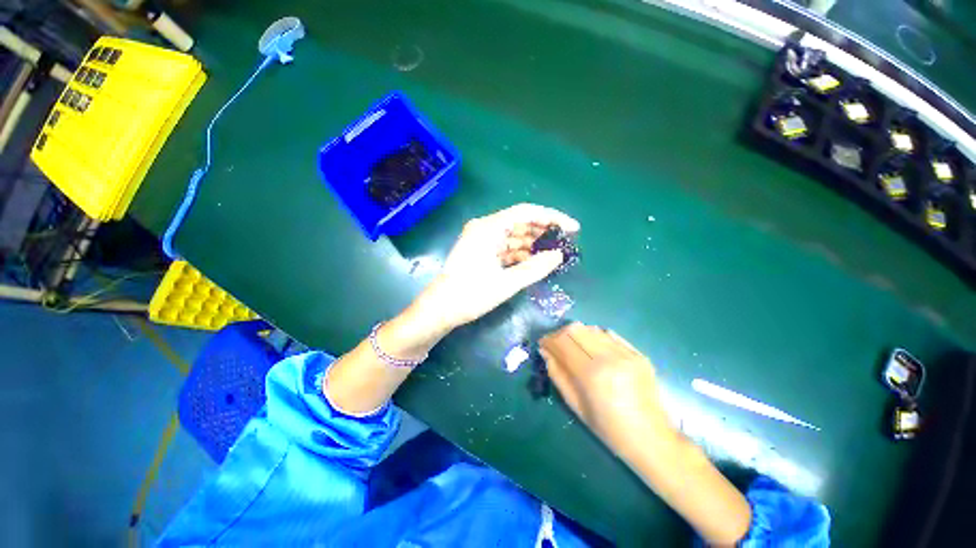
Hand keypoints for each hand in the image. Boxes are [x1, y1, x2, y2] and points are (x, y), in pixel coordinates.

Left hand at [410, 204, 579, 332]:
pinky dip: (520, 253)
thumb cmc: (470, 295)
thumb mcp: (506, 283)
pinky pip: (505, 247)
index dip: (552, 217)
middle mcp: (484, 228)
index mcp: (488, 228)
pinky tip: (534, 261)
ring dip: (532, 244)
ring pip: (513, 236)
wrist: (439, 310)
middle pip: (520, 222)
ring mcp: (481, 240)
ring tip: (553, 253)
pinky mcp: (481, 252)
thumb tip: (559, 256)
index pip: (526, 212)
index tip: (572, 228)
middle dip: (543, 231)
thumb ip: (535, 268)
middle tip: (565, 242)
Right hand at [540, 323, 673, 458]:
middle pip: (576, 330)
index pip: (563, 342)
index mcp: (591, 374)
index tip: (542, 344)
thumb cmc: (608, 429)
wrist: (652, 439)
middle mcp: (609, 357)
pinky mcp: (638, 353)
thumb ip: (557, 374)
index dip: (549, 340)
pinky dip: (595, 336)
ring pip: (592, 329)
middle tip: (556, 344)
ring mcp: (626, 353)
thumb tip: (545, 352)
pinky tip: (593, 347)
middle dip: (560, 334)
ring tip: (573, 346)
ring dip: (577, 334)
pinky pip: (610, 334)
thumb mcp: (575, 405)